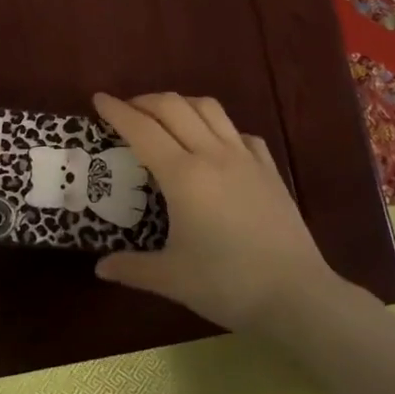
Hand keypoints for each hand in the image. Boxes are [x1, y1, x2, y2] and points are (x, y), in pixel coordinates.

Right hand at [91, 92, 341, 334]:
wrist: (296, 295)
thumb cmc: (227, 284)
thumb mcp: (172, 279)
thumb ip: (132, 268)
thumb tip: (100, 268)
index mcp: (183, 176)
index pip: (142, 129)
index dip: (117, 111)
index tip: (98, 98)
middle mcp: (212, 154)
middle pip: (174, 107)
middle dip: (145, 100)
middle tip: (127, 110)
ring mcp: (245, 158)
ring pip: (209, 109)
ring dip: (181, 104)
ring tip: (166, 118)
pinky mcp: (269, 169)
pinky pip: (239, 132)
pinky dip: (219, 127)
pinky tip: (215, 145)